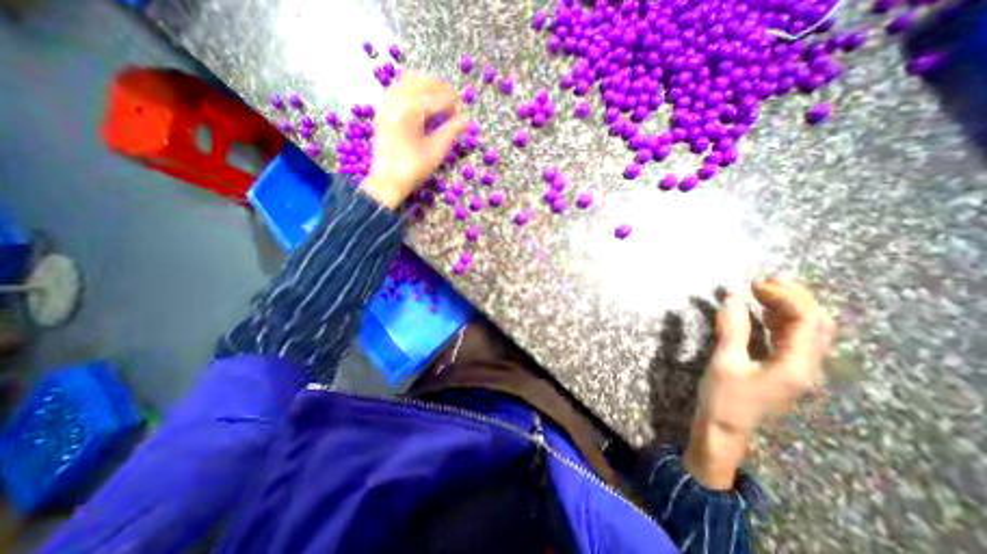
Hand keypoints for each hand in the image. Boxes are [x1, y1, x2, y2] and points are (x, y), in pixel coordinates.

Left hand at [361, 74, 466, 209]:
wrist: (386, 181)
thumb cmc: (413, 169)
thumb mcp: (436, 153)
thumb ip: (451, 133)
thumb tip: (464, 121)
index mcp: (412, 111)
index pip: (438, 97)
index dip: (453, 103)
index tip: (461, 111)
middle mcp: (397, 100)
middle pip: (423, 82)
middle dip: (441, 89)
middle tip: (453, 102)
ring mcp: (387, 103)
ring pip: (409, 81)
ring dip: (426, 86)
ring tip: (438, 99)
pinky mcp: (382, 110)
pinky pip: (397, 88)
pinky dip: (411, 89)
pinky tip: (419, 101)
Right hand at [688, 280, 829, 485]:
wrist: (724, 428)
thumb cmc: (723, 397)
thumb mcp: (724, 361)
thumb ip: (732, 327)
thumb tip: (733, 296)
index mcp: (796, 365)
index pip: (806, 320)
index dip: (784, 297)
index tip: (754, 284)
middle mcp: (807, 365)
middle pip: (817, 322)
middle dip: (793, 297)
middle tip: (762, 282)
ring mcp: (799, 368)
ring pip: (809, 329)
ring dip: (789, 306)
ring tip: (762, 291)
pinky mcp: (786, 368)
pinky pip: (794, 337)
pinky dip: (781, 319)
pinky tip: (763, 311)